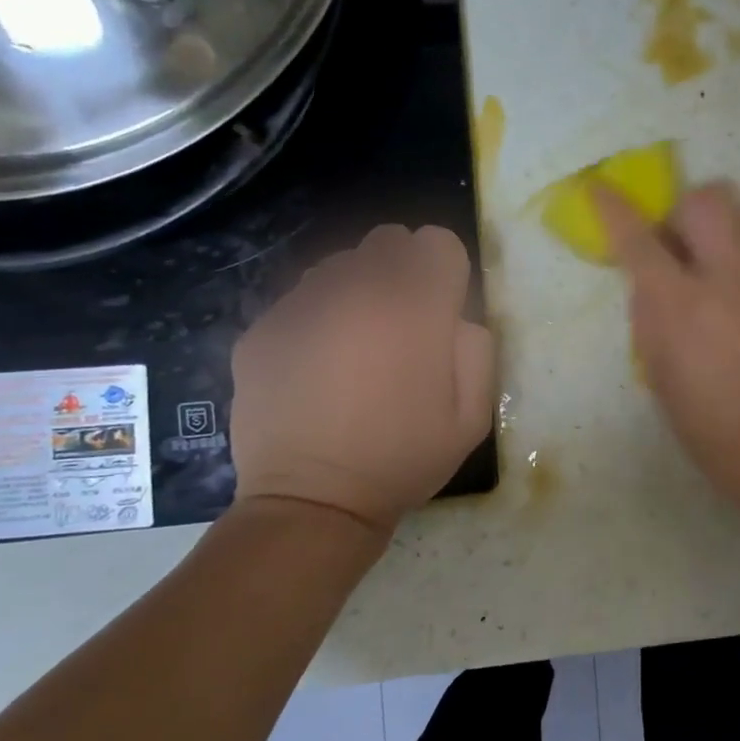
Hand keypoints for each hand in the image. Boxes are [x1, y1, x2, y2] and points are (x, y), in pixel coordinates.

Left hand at [229, 225, 494, 538]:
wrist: (312, 501)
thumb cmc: (403, 458)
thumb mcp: (475, 414)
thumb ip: (477, 346)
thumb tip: (454, 316)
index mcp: (414, 306)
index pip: (437, 240)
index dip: (446, 271)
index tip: (442, 308)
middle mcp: (356, 289)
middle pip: (388, 239)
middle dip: (403, 270)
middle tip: (401, 322)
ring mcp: (302, 304)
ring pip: (341, 264)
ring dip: (358, 289)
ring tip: (356, 343)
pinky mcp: (262, 327)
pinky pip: (300, 298)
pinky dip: (317, 318)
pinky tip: (316, 365)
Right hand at [594, 181, 739, 513]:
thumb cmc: (712, 426)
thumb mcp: (659, 372)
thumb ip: (651, 312)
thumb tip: (652, 274)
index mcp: (683, 305)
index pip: (637, 237)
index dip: (612, 207)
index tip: (598, 187)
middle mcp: (735, 277)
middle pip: (708, 197)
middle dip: (687, 210)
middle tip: (687, 245)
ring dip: (732, 231)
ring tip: (733, 269)